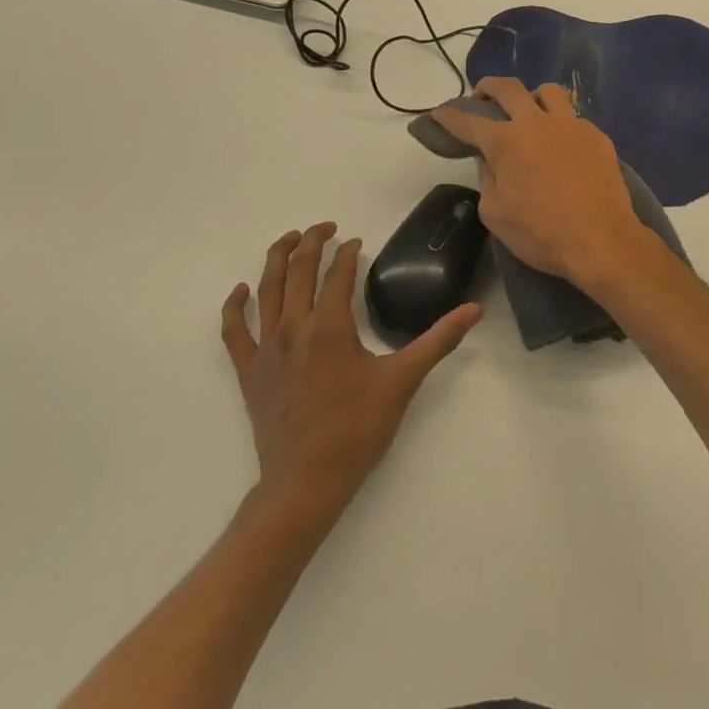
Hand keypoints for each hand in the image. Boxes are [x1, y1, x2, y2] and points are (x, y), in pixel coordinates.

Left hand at [222, 222, 480, 510]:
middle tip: (326, 228)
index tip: (357, 243)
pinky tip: (242, 291)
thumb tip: (475, 310)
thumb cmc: (358, 429)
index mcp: (331, 326)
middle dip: (312, 242)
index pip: (338, 273)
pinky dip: (235, 306)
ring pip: (266, 289)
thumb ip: (438, 340)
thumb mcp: (403, 381)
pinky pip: (234, 330)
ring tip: (290, 239)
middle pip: (298, 270)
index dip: (348, 253)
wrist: (307, 480)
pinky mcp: (248, 370)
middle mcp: (294, 327)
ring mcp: (265, 348)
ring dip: (277, 258)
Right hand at [432, 79, 657, 293]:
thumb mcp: (495, 213)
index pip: (468, 121)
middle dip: (488, 88)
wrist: (602, 241)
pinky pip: (574, 118)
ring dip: (532, 97)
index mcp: (505, 142)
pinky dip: (560, 124)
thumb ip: (487, 179)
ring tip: (529, 113)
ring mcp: (571, 125)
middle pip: (508, 88)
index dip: (449, 116)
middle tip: (482, 97)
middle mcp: (537, 123)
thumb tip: (490, 161)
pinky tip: (561, 145)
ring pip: (548, 91)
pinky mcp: (597, 136)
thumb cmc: (541, 233)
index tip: (439, 114)